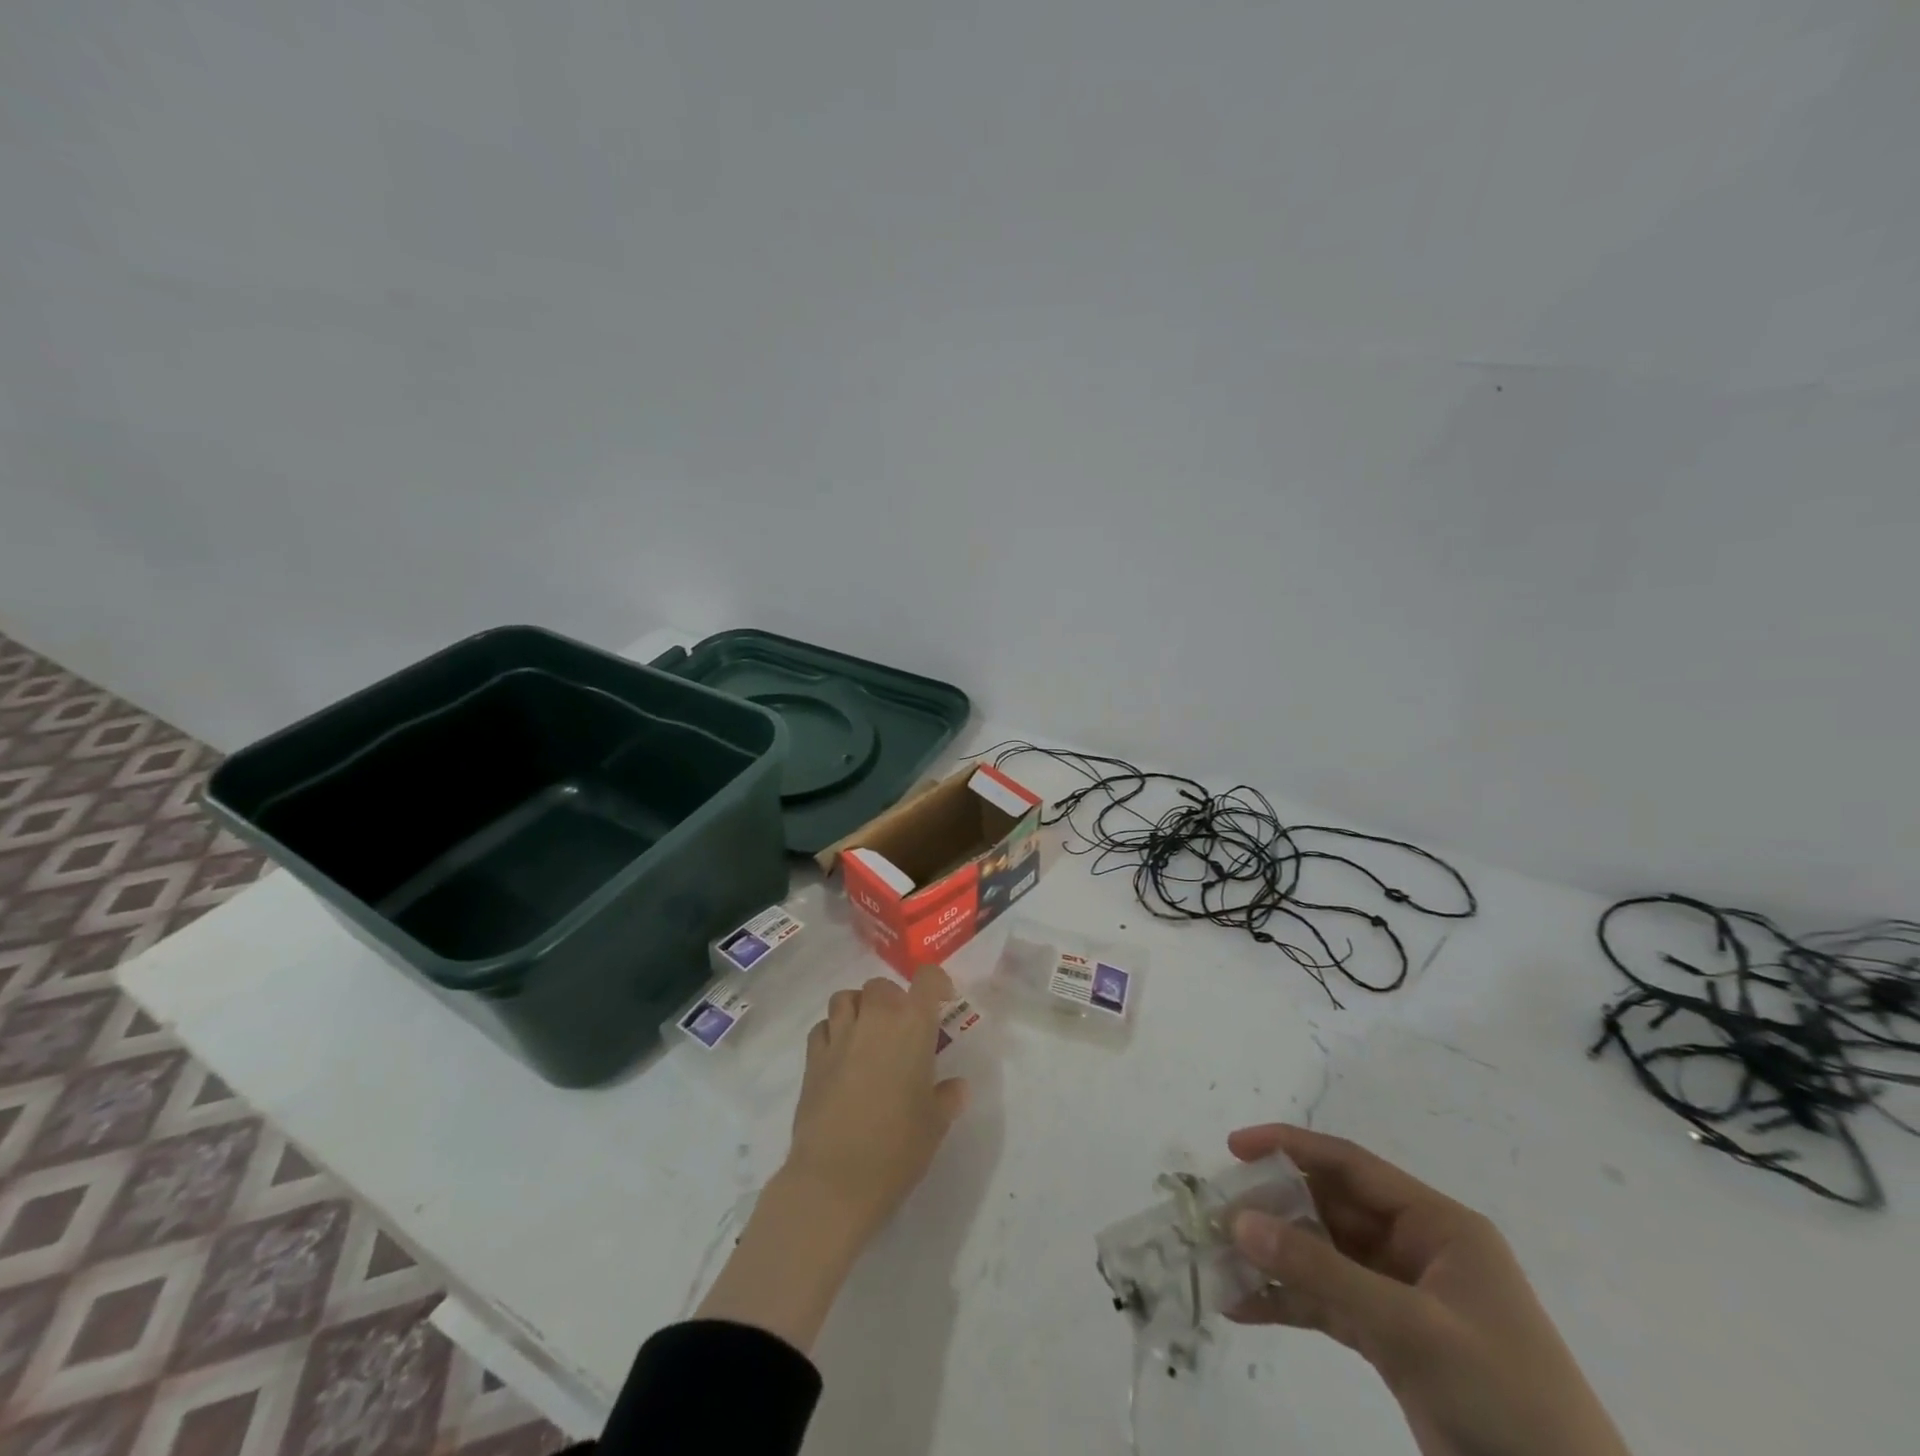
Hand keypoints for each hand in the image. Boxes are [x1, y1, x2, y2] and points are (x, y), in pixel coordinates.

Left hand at [695, 967, 968, 1352]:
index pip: (925, 980)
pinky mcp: (812, 1059)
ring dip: (859, 1007)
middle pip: (881, 985)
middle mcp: (874, 1019)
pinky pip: (822, 1027)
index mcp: (911, 1026)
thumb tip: (955, 1087)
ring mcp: (838, 1036)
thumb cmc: (897, 1147)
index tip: (943, 1000)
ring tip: (868, 1034)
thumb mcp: (935, 1124)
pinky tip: (841, 1056)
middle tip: (903, 1027)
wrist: (834, 1179)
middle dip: (893, 998)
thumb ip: (947, 1097)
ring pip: (845, 998)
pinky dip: (833, 1031)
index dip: (936, 982)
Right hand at [1226, 1125, 1630, 1455]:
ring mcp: (1403, 1296)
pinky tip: (1243, 1306)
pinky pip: (1328, 1304)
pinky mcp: (1393, 1341)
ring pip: (1323, 1257)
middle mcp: (1416, 1249)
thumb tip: (1239, 1220)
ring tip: (1218, 1258)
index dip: (1289, 1148)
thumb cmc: (1504, 1396)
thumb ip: (1322, 1272)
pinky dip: (1288, 1302)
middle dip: (1273, 1209)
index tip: (1234, 1148)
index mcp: (1437, 1225)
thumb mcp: (1412, 1328)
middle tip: (1216, 1212)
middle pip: (1330, 1209)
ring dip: (1274, 1258)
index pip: (1350, 1164)